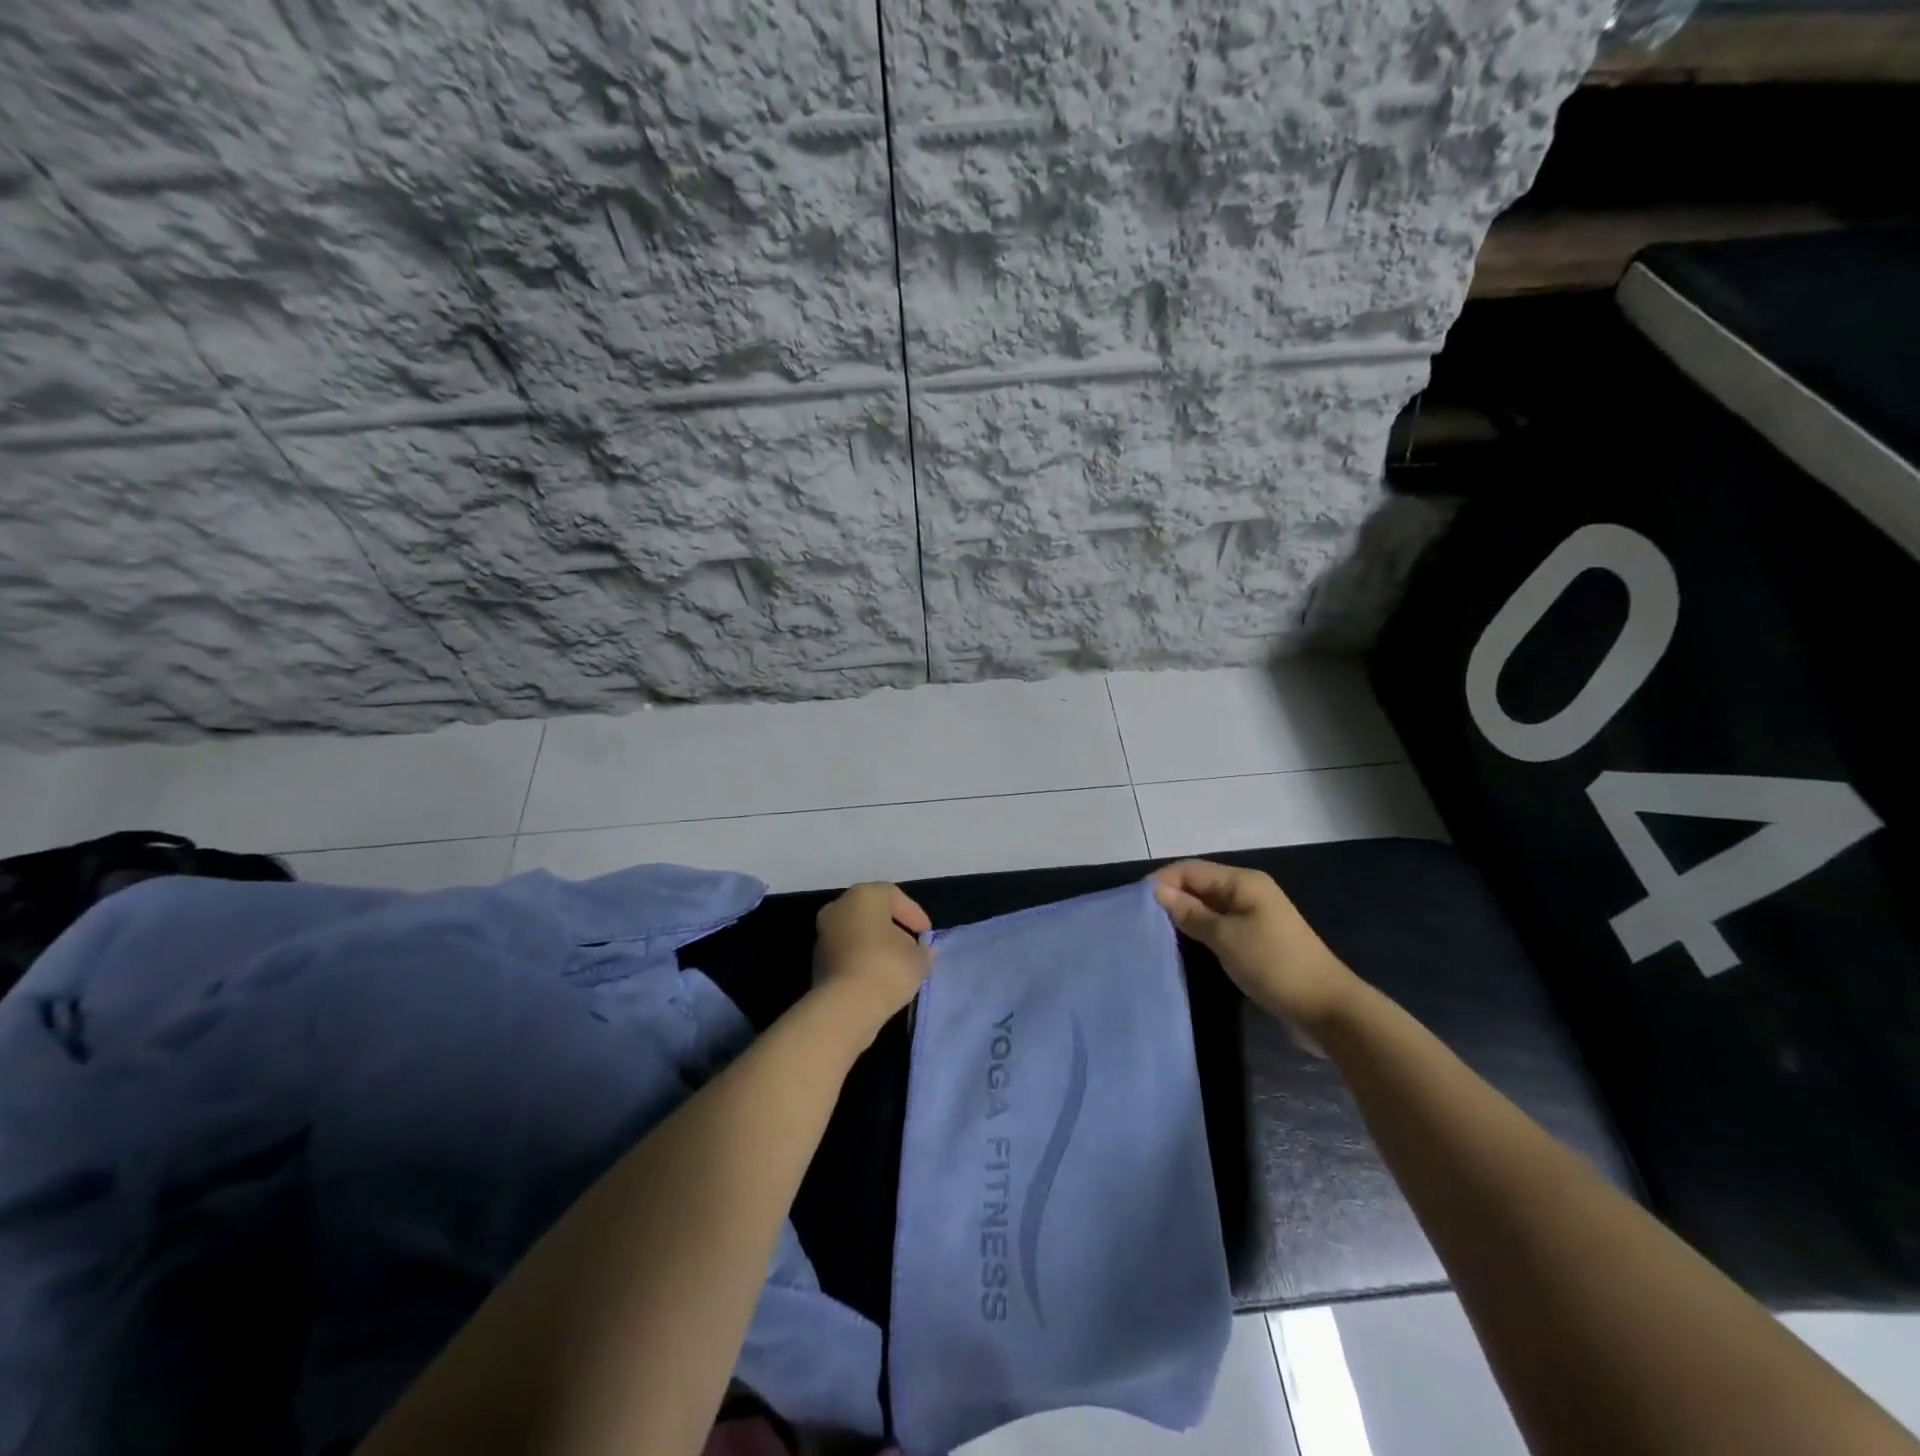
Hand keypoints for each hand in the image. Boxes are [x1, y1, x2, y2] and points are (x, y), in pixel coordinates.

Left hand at [812, 883, 934, 1028]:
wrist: (845, 1007)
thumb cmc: (886, 969)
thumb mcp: (918, 959)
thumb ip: (922, 951)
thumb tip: (921, 951)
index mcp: (864, 896)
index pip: (893, 896)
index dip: (913, 914)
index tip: (925, 934)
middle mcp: (839, 907)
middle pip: (872, 912)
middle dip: (893, 928)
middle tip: (911, 946)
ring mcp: (824, 934)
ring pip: (856, 932)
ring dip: (876, 944)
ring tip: (897, 965)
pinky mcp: (817, 960)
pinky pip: (846, 952)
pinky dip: (862, 959)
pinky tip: (878, 977)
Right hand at [1151, 860, 1359, 1038]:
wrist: (1326, 1009)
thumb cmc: (1274, 965)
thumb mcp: (1226, 937)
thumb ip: (1190, 913)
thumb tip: (1157, 891)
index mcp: (1243, 882)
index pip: (1191, 870)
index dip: (1162, 881)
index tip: (1134, 904)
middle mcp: (1248, 892)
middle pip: (1199, 885)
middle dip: (1170, 898)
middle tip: (1141, 921)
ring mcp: (1254, 917)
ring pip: (1208, 907)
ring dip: (1184, 916)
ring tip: (1156, 933)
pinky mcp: (1256, 940)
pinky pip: (1219, 926)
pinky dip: (1200, 931)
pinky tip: (1184, 946)